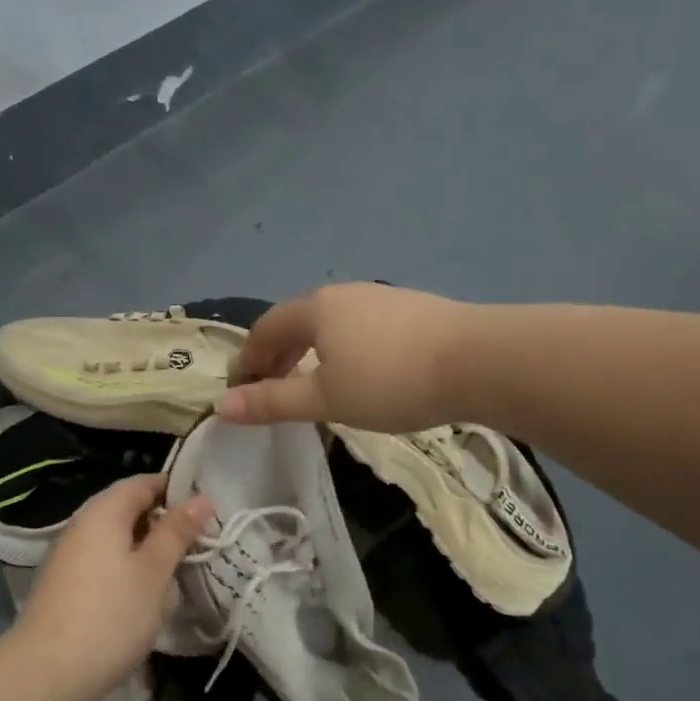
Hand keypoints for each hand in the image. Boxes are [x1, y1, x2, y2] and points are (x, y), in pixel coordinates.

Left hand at [6, 474, 213, 700]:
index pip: (144, 482)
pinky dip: (128, 567)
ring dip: (147, 548)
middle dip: (164, 521)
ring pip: (116, 538)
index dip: (177, 490)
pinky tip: (145, 592)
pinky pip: (104, 561)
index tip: (207, 509)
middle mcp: (82, 525)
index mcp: (104, 511)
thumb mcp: (153, 572)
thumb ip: (176, 532)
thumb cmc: (110, 615)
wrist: (45, 672)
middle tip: (200, 541)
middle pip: (128, 508)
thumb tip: (201, 498)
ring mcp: (69, 555)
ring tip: (178, 568)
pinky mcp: (65, 584)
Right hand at [219, 283, 474, 431]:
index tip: (239, 391)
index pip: (264, 329)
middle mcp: (343, 294)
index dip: (246, 360)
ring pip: (330, 325)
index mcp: (315, 309)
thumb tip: (221, 407)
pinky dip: (342, 350)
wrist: (478, 360)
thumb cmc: (389, 380)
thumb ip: (272, 401)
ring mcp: (381, 298)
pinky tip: (359, 374)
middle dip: (276, 356)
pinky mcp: (411, 310)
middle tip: (270, 390)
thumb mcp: (324, 398)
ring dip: (310, 353)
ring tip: (312, 385)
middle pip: (296, 322)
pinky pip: (359, 328)